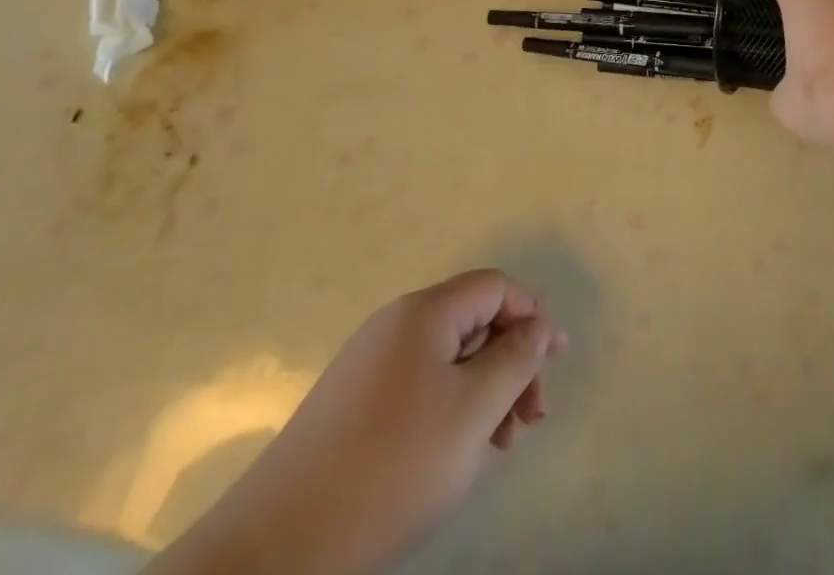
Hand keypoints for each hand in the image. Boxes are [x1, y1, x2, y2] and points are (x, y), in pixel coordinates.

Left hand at [156, 270, 564, 574]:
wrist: (279, 546)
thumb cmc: (393, 466)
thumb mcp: (472, 410)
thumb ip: (515, 359)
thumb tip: (538, 323)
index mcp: (424, 312)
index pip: (494, 287)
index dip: (531, 315)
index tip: (554, 364)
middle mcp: (395, 324)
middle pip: (472, 322)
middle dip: (510, 363)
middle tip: (530, 420)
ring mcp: (368, 364)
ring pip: (447, 360)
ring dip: (483, 392)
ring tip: (498, 445)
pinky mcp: (351, 405)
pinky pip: (418, 387)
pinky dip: (449, 409)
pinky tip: (453, 454)